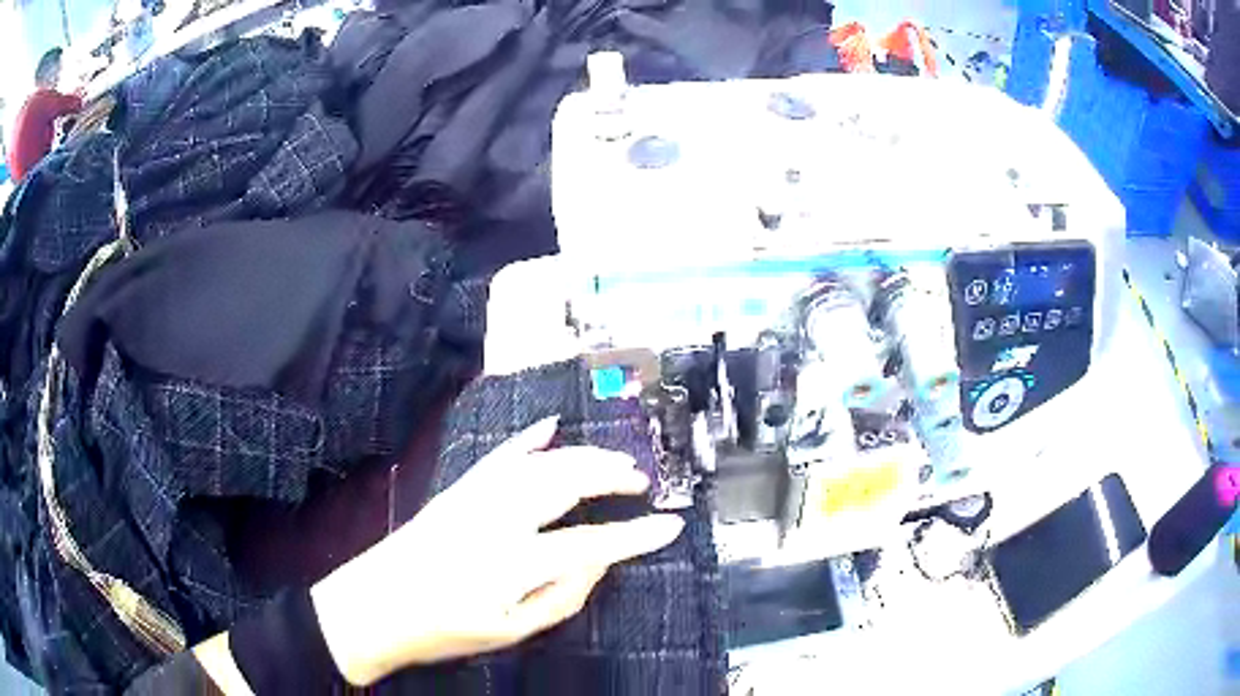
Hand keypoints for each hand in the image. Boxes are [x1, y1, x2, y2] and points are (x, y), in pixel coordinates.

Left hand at [311, 416, 684, 685]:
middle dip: (611, 475)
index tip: (669, 525)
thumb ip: (562, 596)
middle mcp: (497, 519)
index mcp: (513, 562)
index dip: (636, 536)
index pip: (591, 543)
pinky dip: (528, 439)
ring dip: (582, 455)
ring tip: (615, 459)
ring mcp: (475, 497)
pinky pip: (499, 455)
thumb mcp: (510, 631)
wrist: (375, 605)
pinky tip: (550, 425)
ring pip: (540, 462)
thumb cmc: (444, 629)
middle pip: (567, 483)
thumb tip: (598, 562)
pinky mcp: (458, 490)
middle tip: (641, 479)